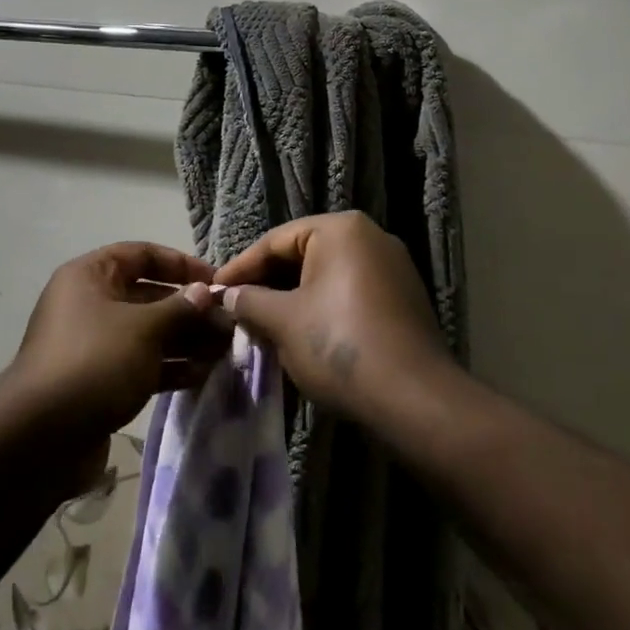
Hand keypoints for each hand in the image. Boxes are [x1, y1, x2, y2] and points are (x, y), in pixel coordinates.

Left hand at [2, 241, 231, 444]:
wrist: (42, 438)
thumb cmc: (94, 363)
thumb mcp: (143, 329)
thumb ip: (179, 308)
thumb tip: (204, 291)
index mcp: (90, 276)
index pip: (141, 254)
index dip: (179, 263)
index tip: (215, 281)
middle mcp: (90, 303)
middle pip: (147, 295)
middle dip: (189, 308)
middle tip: (228, 323)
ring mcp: (95, 344)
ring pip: (148, 332)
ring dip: (185, 339)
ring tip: (224, 350)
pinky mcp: (101, 380)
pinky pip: (141, 362)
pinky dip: (169, 366)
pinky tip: (202, 374)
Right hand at [215, 211, 452, 419]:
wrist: (414, 399)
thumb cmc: (339, 345)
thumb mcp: (282, 321)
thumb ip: (249, 301)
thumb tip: (228, 296)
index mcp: (341, 229)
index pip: (275, 241)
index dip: (240, 267)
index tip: (214, 290)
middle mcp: (370, 237)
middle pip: (302, 255)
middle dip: (267, 283)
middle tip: (236, 307)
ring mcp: (392, 268)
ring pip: (325, 276)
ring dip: (292, 298)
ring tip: (262, 323)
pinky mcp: (403, 300)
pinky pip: (349, 293)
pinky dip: (321, 308)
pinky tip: (300, 334)